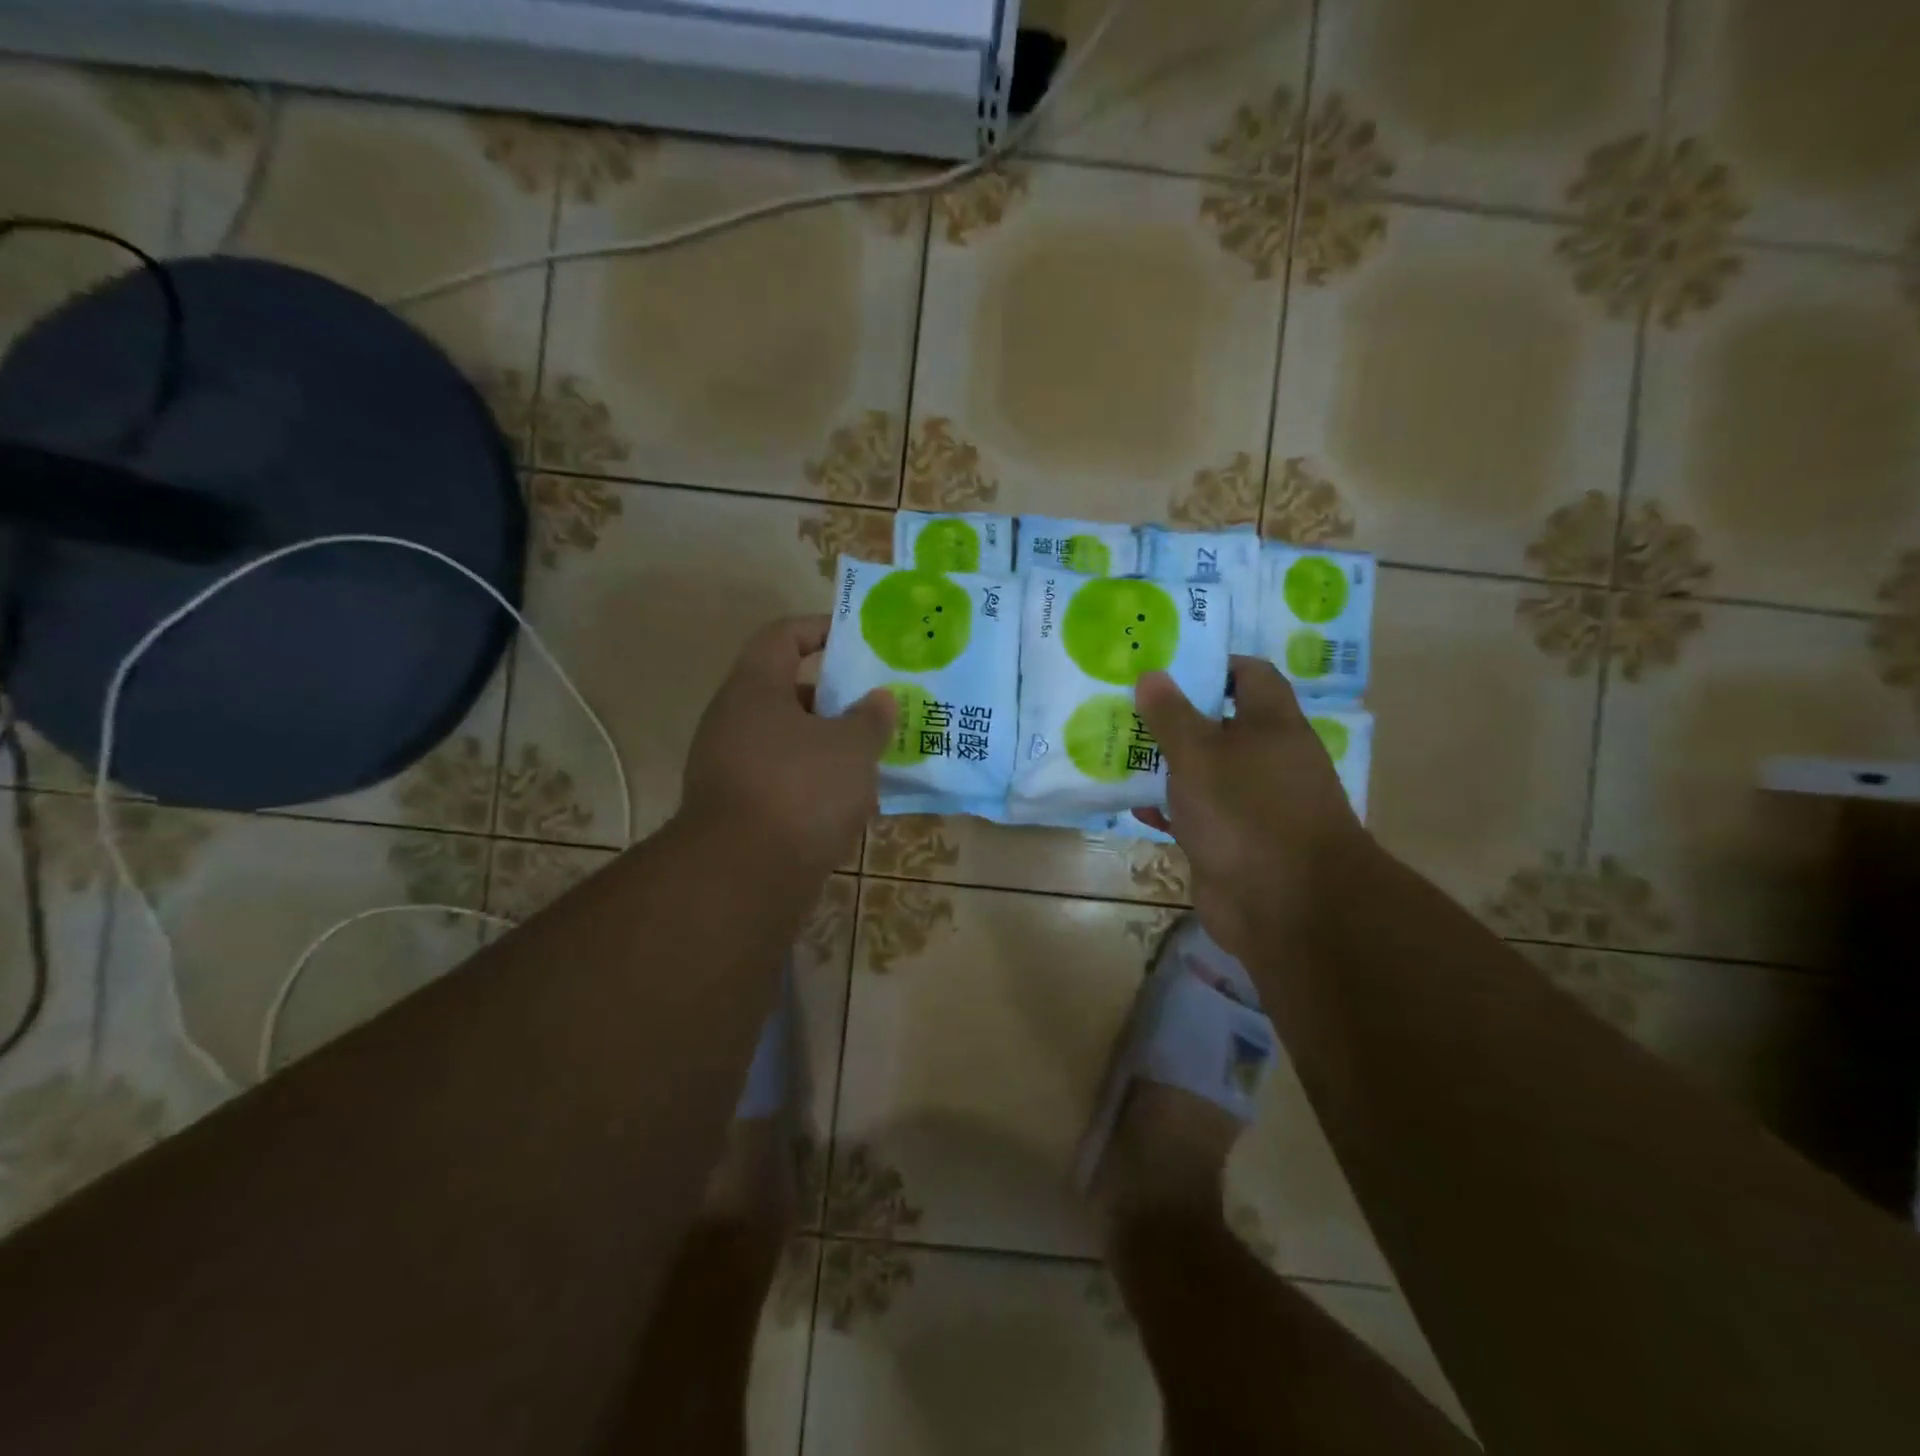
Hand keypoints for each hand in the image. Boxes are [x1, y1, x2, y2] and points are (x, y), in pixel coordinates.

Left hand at [682, 616, 895, 878]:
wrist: (743, 876)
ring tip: (872, 755)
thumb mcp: (851, 747)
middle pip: (787, 692)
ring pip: (788, 741)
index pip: (782, 636)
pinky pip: (784, 780)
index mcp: (755, 689)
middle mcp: (734, 720)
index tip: (857, 639)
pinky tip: (852, 802)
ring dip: (828, 745)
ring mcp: (730, 766)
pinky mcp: (738, 809)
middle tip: (875, 706)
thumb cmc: (801, 790)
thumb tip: (879, 699)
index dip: (819, 629)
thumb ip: (871, 718)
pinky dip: (816, 783)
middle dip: (835, 699)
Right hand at [1133, 658, 1370, 962]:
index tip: (1165, 665)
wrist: (1286, 907)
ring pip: (1202, 772)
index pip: (1248, 674)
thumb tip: (1152, 674)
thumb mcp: (1199, 754)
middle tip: (1125, 706)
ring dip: (1164, 765)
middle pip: (1218, 723)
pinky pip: (1195, 814)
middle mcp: (1266, 758)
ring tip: (1115, 750)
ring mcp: (1250, 803)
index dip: (1210, 664)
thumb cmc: (1245, 812)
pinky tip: (1132, 807)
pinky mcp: (1232, 841)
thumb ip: (1171, 714)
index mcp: (1271, 724)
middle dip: (1173, 716)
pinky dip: (1168, 809)